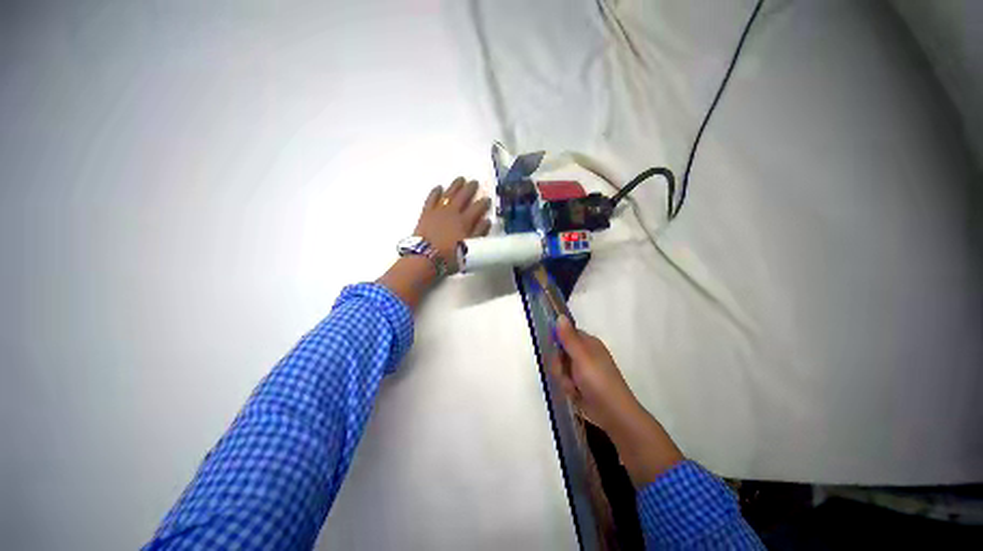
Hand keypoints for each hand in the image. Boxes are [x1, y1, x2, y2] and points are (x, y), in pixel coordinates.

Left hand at [415, 177, 491, 272]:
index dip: (483, 202)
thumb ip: (479, 233)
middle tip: (475, 182)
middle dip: (470, 188)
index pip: (477, 208)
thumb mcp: (470, 248)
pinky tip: (439, 187)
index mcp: (465, 221)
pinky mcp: (426, 213)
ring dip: (455, 186)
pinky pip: (431, 198)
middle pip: (463, 196)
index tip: (487, 198)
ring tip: (460, 179)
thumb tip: (487, 220)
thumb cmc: (450, 256)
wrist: (426, 258)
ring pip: (449, 194)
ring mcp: (438, 211)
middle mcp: (453, 212)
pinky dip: (435, 192)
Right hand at [550, 316, 683, 485]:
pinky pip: (565, 380)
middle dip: (559, 365)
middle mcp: (584, 353)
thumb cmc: (598, 381)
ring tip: (573, 387)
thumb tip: (560, 316)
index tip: (554, 351)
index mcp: (588, 343)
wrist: (613, 414)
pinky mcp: (580, 384)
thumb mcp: (581, 357)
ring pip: (560, 367)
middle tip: (565, 373)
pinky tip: (575, 394)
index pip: (565, 334)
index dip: (557, 342)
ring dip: (563, 378)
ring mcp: (582, 369)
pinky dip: (567, 387)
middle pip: (560, 352)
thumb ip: (568, 337)